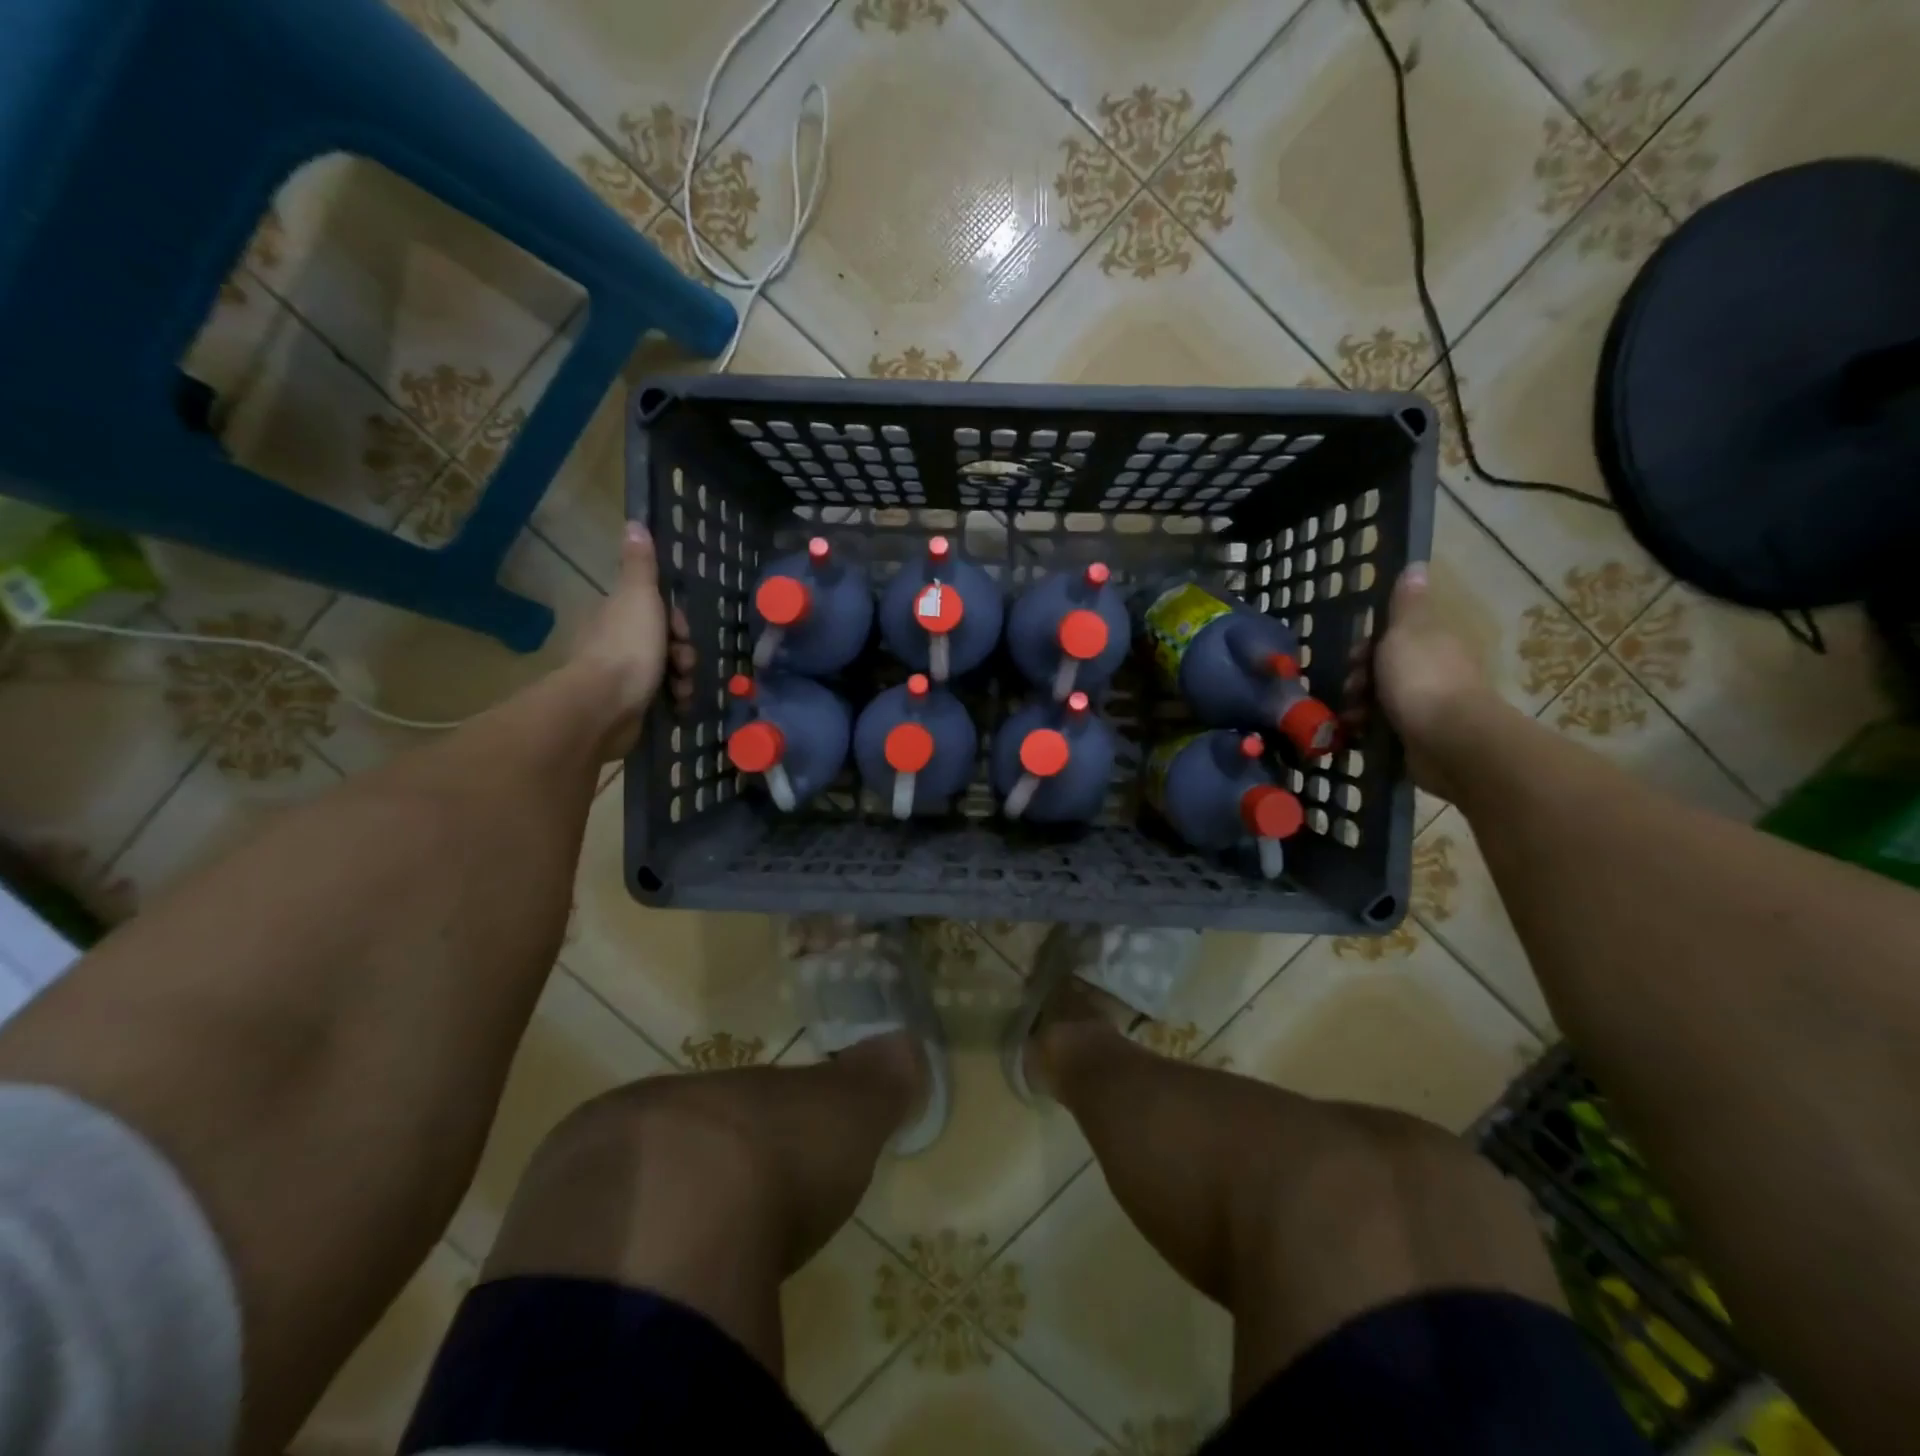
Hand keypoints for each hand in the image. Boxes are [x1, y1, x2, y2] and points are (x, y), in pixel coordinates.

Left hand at [573, 522, 696, 760]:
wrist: (606, 706)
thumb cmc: (627, 647)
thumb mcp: (639, 597)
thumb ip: (640, 566)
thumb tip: (634, 523)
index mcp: (617, 614)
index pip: (656, 609)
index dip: (676, 619)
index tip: (681, 631)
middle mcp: (616, 641)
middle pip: (663, 640)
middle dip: (682, 651)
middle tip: (684, 662)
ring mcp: (621, 675)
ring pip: (666, 669)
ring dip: (683, 677)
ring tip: (682, 688)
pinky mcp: (629, 704)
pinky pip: (661, 696)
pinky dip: (674, 698)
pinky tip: (678, 704)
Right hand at [1343, 564, 1500, 799]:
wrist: (1448, 741)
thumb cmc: (1421, 680)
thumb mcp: (1407, 631)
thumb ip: (1406, 604)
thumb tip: (1417, 565)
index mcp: (1433, 642)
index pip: (1393, 636)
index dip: (1366, 645)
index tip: (1354, 657)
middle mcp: (1433, 671)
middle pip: (1383, 668)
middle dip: (1358, 678)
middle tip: (1350, 689)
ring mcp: (1428, 706)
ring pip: (1380, 699)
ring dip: (1358, 706)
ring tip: (1349, 717)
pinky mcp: (1418, 737)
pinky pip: (1383, 727)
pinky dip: (1366, 729)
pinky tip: (1355, 734)